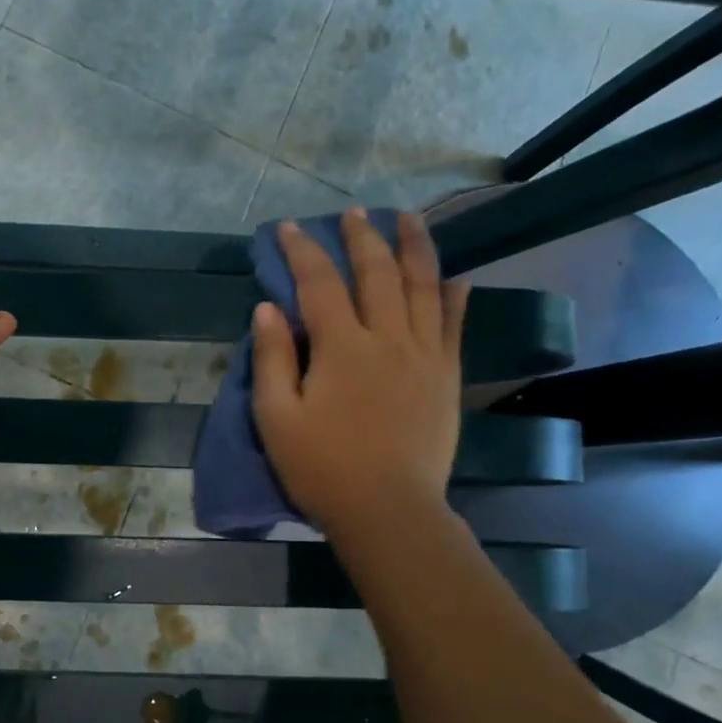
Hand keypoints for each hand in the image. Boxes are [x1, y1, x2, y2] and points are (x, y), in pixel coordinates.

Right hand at [251, 210, 468, 530]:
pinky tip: (453, 275)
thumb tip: (267, 308)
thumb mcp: (276, 418)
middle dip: (362, 237)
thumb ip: (271, 359)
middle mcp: (387, 338)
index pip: (318, 284)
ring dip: (413, 248)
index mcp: (341, 348)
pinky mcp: (446, 376)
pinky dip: (453, 294)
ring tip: (407, 219)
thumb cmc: (321, 468)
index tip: (288, 227)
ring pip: (422, 286)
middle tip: (353, 212)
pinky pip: (453, 324)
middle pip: (376, 273)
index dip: (302, 251)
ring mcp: (424, 355)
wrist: (388, 510)